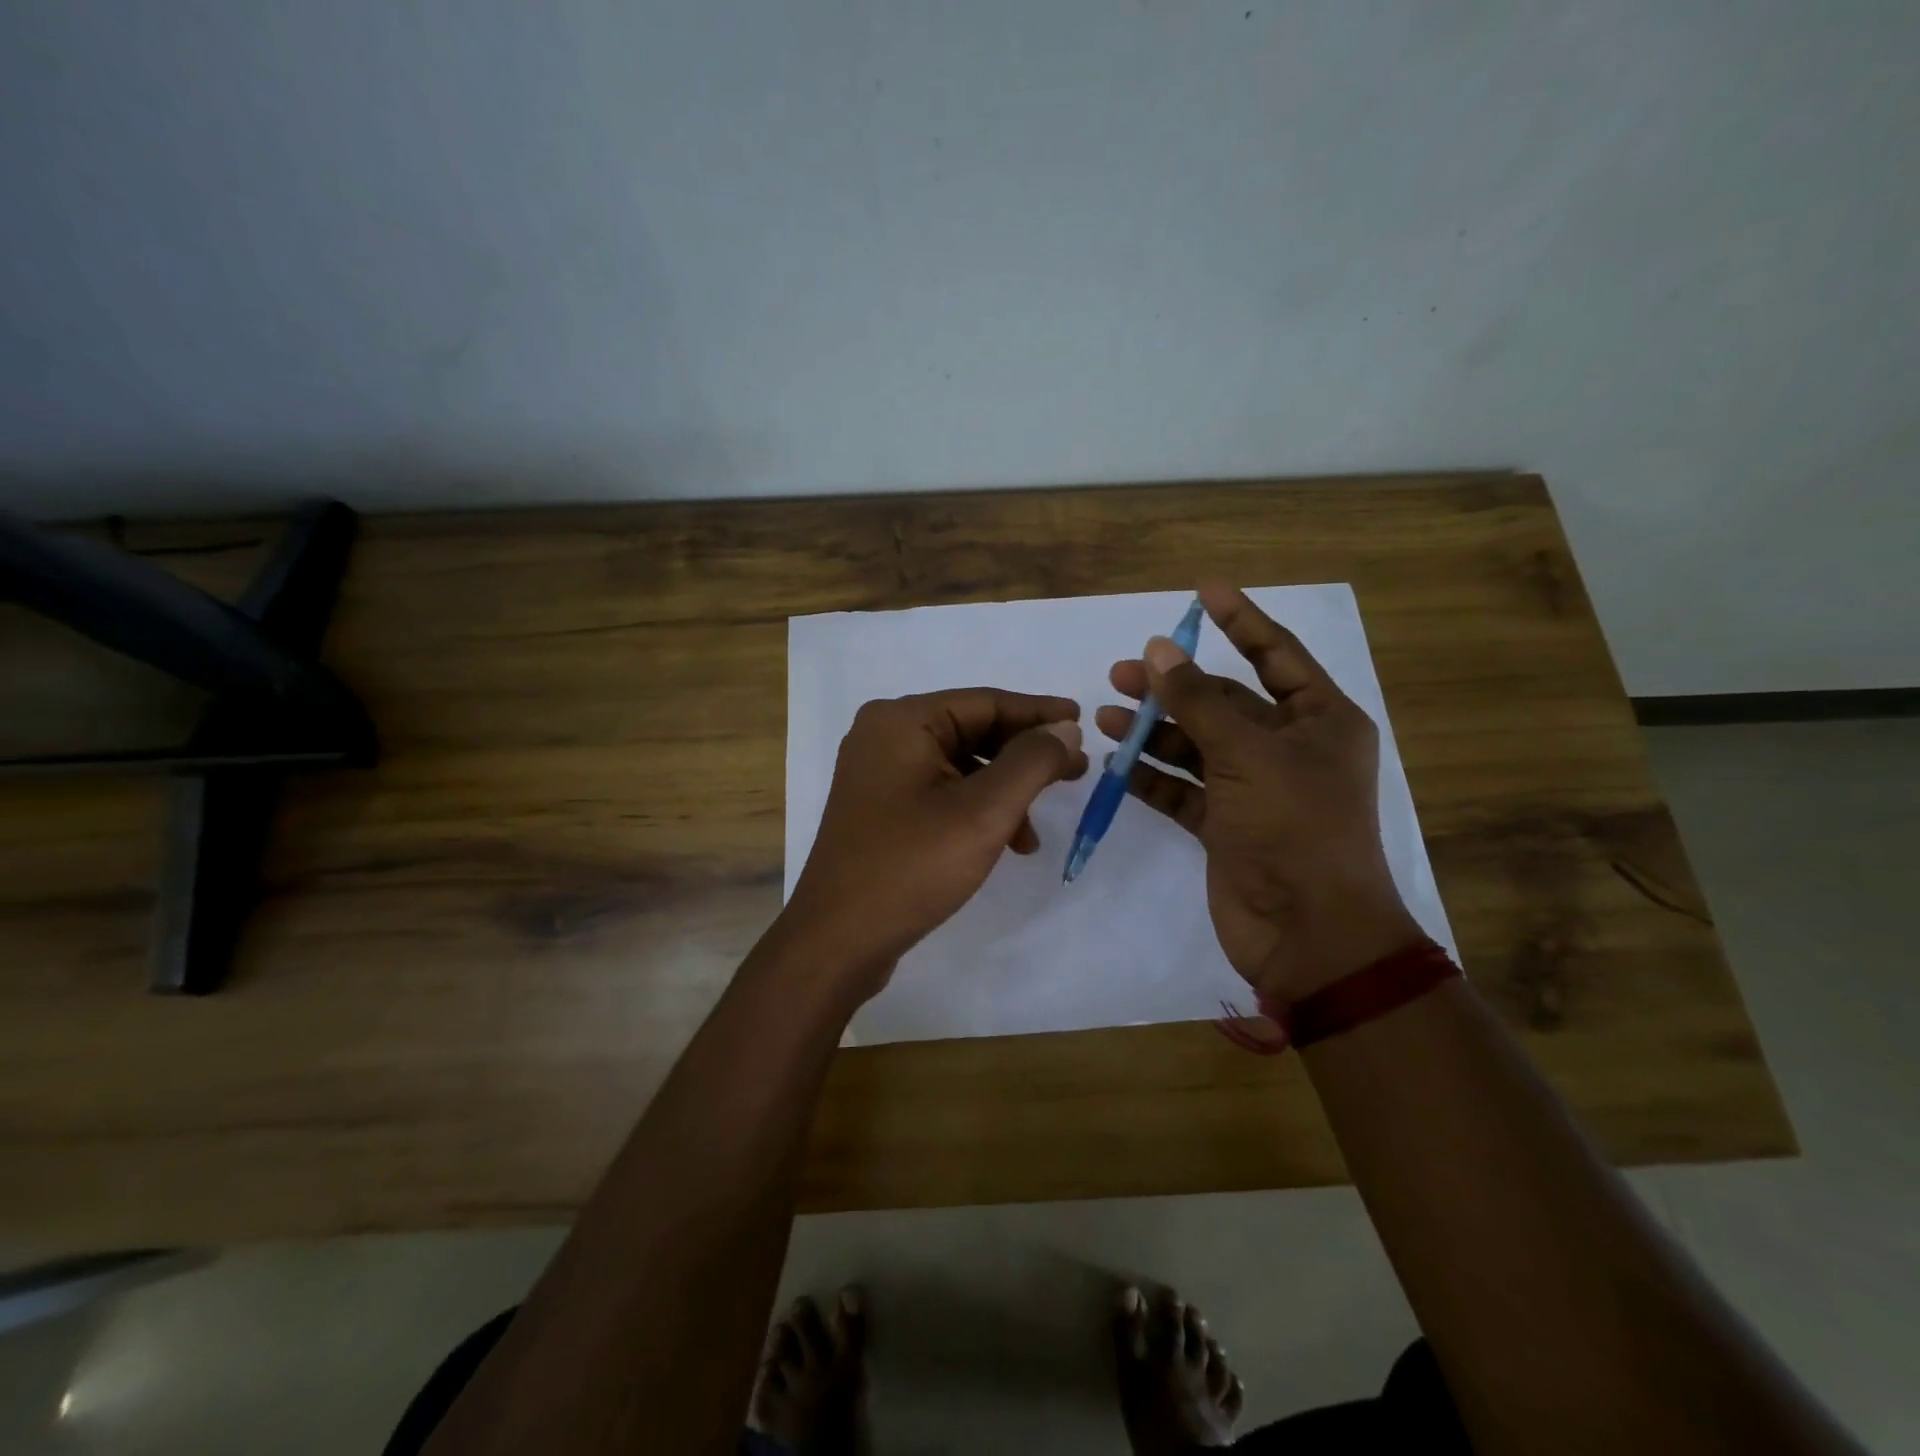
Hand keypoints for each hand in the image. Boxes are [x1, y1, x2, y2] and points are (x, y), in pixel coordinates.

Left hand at [781, 688, 1088, 995]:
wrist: (838, 940)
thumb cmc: (911, 866)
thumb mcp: (984, 811)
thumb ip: (1031, 762)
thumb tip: (1064, 730)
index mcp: (902, 721)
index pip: (985, 702)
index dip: (1039, 714)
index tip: (1084, 725)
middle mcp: (885, 735)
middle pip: (972, 731)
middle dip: (1025, 757)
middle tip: (1075, 773)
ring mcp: (879, 773)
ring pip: (960, 766)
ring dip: (1004, 792)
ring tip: (1036, 831)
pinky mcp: (881, 808)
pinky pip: (941, 792)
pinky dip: (976, 810)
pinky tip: (1005, 843)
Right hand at [1096, 584, 1423, 1002]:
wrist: (1309, 934)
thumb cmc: (1294, 828)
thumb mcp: (1246, 754)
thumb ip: (1197, 701)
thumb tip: (1159, 650)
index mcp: (1319, 721)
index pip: (1276, 656)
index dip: (1241, 620)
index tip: (1202, 592)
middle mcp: (1289, 750)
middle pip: (1225, 703)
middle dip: (1176, 687)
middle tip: (1124, 672)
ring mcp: (1255, 790)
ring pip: (1197, 746)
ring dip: (1155, 732)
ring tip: (1107, 716)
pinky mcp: (1226, 826)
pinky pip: (1184, 789)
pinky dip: (1153, 776)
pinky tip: (1116, 764)